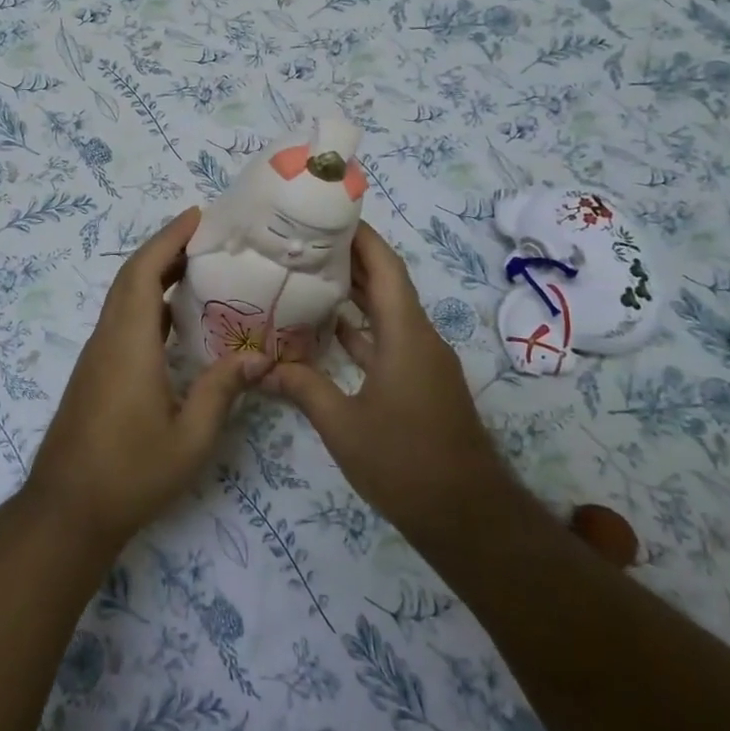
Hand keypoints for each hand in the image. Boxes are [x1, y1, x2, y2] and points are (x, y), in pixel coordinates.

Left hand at [28, 207, 272, 549]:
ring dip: (154, 274)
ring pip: (124, 297)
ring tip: (198, 267)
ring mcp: (98, 355)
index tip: (196, 216)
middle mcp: (109, 338)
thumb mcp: (190, 438)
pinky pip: (122, 319)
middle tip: (206, 236)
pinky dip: (148, 302)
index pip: (145, 273)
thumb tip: (259, 357)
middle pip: (131, 277)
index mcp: (129, 343)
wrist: (67, 510)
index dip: (169, 238)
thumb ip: (222, 391)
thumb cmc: (131, 473)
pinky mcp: (95, 372)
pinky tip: (176, 319)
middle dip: (165, 248)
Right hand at [261, 221, 508, 549]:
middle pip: (387, 283)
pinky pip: (389, 340)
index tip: (329, 213)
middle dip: (351, 258)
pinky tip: (330, 330)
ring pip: (387, 313)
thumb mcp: (343, 426)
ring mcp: (423, 362)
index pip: (385, 267)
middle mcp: (419, 338)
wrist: (468, 517)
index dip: (361, 236)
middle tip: (305, 240)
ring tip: (310, 274)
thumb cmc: (405, 462)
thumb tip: (261, 368)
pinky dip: (362, 329)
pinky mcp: (421, 383)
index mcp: (406, 334)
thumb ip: (303, 388)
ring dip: (355, 293)